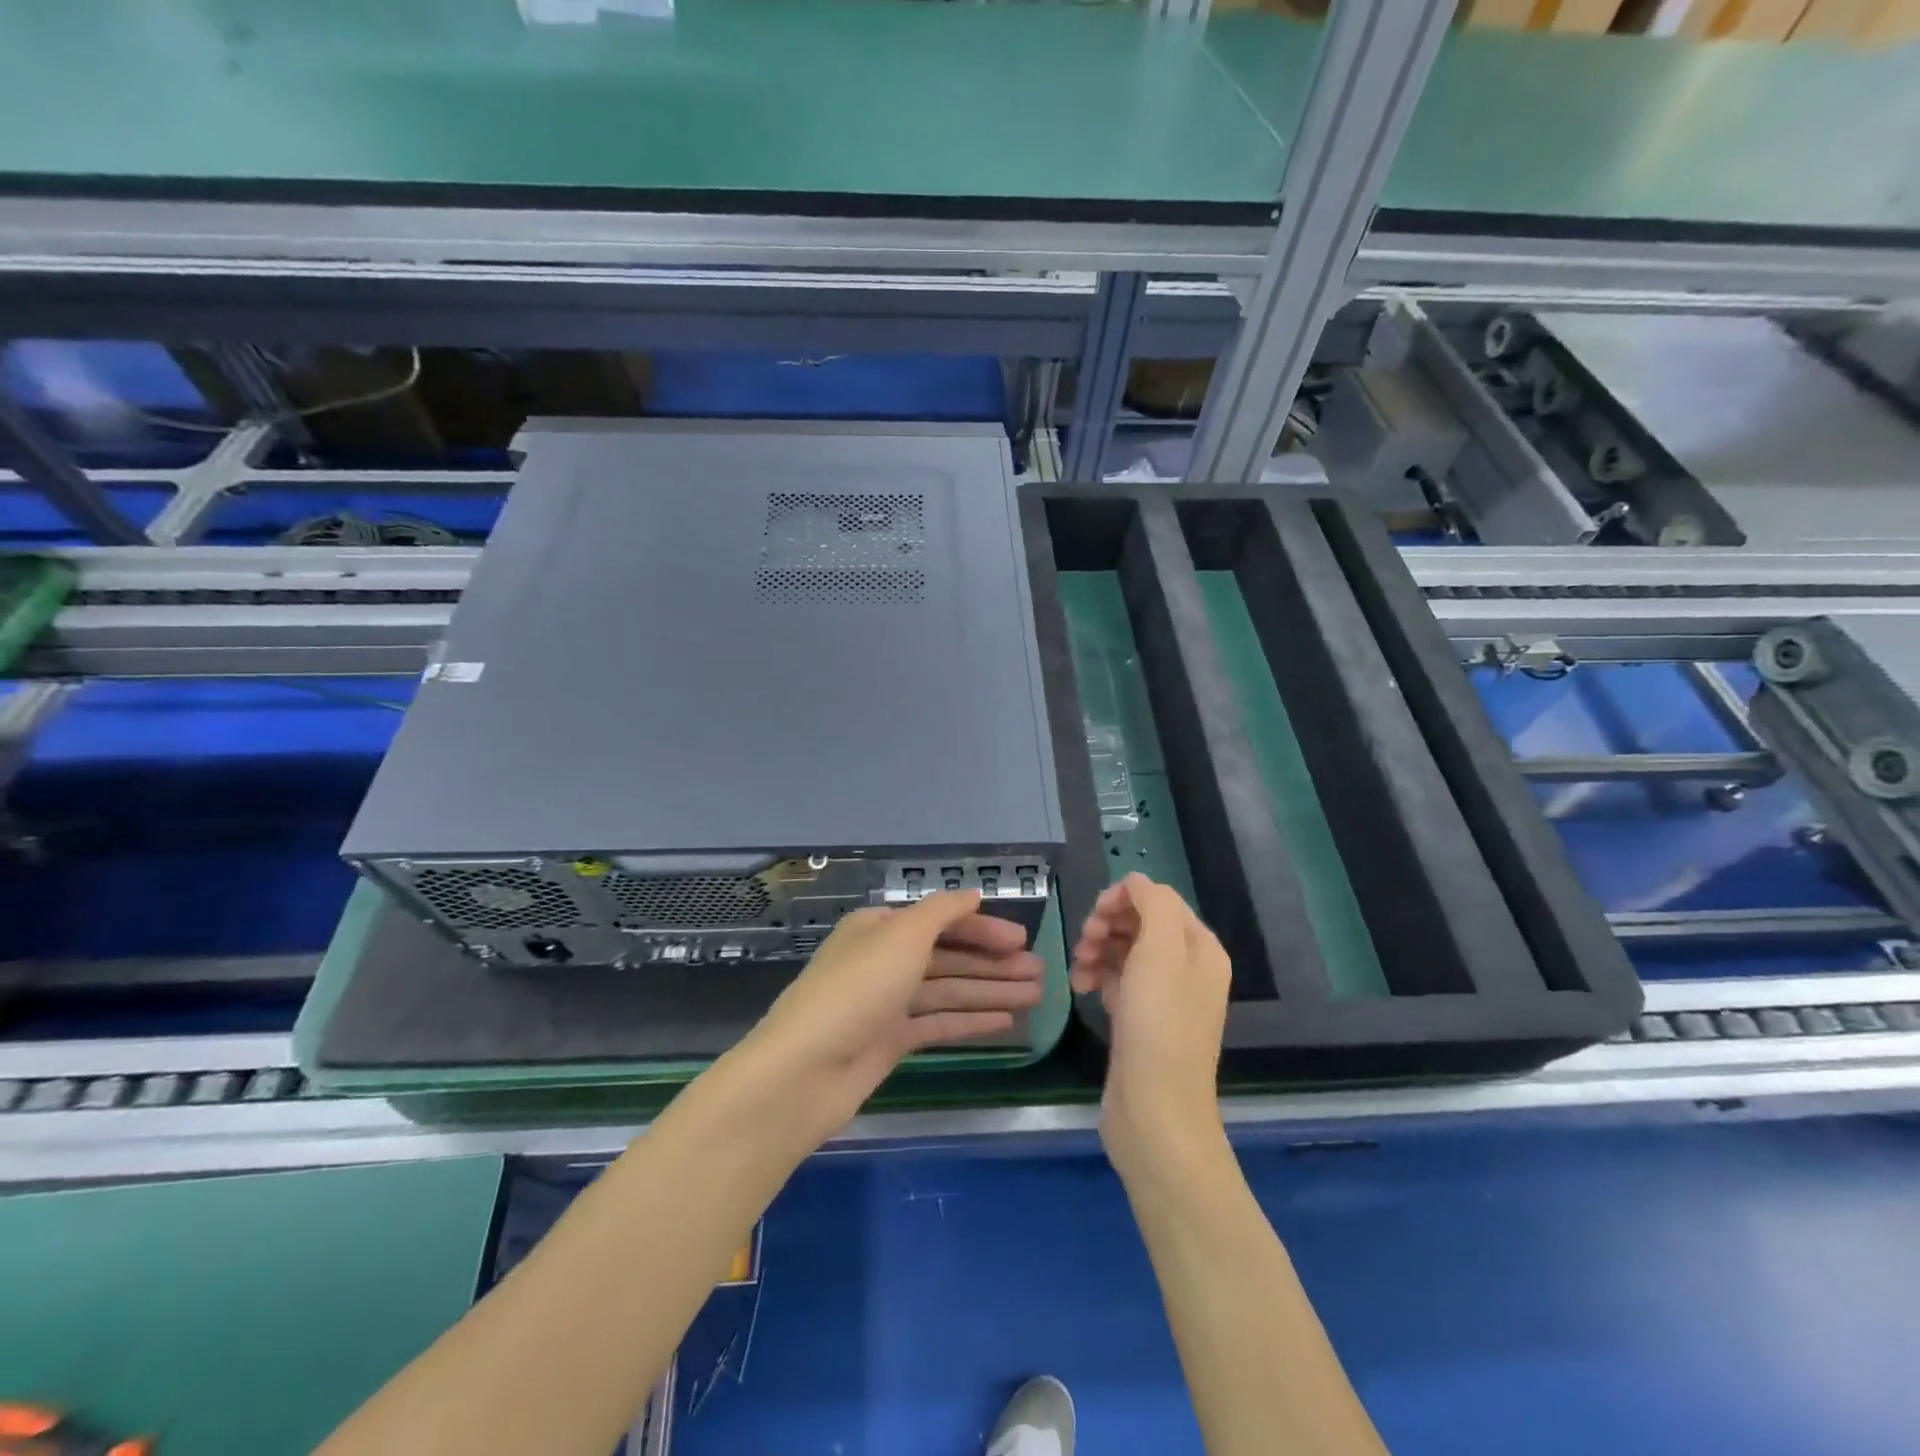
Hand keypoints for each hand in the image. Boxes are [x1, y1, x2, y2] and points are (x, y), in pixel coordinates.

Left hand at [741, 890, 1043, 1135]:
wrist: (804, 1072)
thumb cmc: (857, 990)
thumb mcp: (902, 936)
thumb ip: (942, 911)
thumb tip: (973, 894)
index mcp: (880, 928)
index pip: (941, 921)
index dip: (983, 928)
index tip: (1023, 940)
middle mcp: (884, 960)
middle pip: (949, 956)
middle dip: (994, 963)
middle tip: (1041, 973)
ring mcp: (887, 1003)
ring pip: (948, 990)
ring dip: (991, 991)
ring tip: (1036, 996)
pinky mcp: (890, 1042)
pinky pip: (938, 1023)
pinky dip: (971, 1020)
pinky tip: (1006, 1022)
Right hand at [1070, 873, 1231, 1180]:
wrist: (1155, 1111)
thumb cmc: (1159, 1024)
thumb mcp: (1161, 950)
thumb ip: (1153, 903)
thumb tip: (1136, 882)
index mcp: (1200, 948)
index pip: (1159, 899)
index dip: (1123, 899)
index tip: (1095, 916)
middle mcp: (1187, 968)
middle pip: (1140, 923)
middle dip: (1107, 925)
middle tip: (1083, 943)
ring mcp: (1163, 997)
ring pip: (1124, 951)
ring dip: (1097, 950)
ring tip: (1078, 970)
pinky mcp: (1140, 1021)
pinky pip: (1117, 981)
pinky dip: (1097, 976)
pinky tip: (1083, 988)